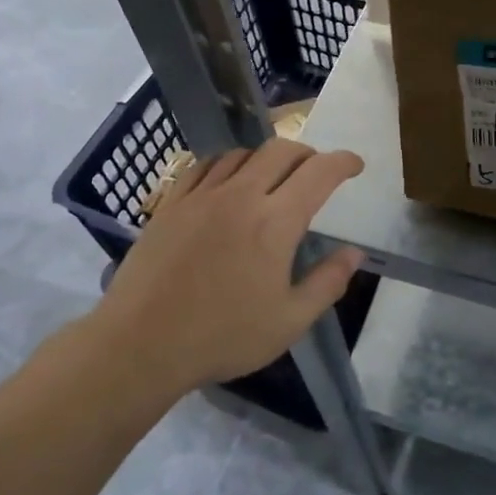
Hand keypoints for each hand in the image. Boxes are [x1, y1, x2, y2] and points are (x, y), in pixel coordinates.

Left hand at [91, 137, 366, 394]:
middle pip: (281, 150)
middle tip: (316, 172)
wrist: (139, 344)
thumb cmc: (222, 337)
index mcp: (275, 222)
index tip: (355, 165)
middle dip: (308, 154)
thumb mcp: (289, 321)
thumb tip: (354, 252)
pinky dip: (228, 165)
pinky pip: (206, 166)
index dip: (343, 162)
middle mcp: (240, 196)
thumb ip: (328, 282)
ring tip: (273, 179)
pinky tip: (228, 184)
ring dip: (267, 159)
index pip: (319, 172)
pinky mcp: (171, 204)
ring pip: (243, 153)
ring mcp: (201, 196)